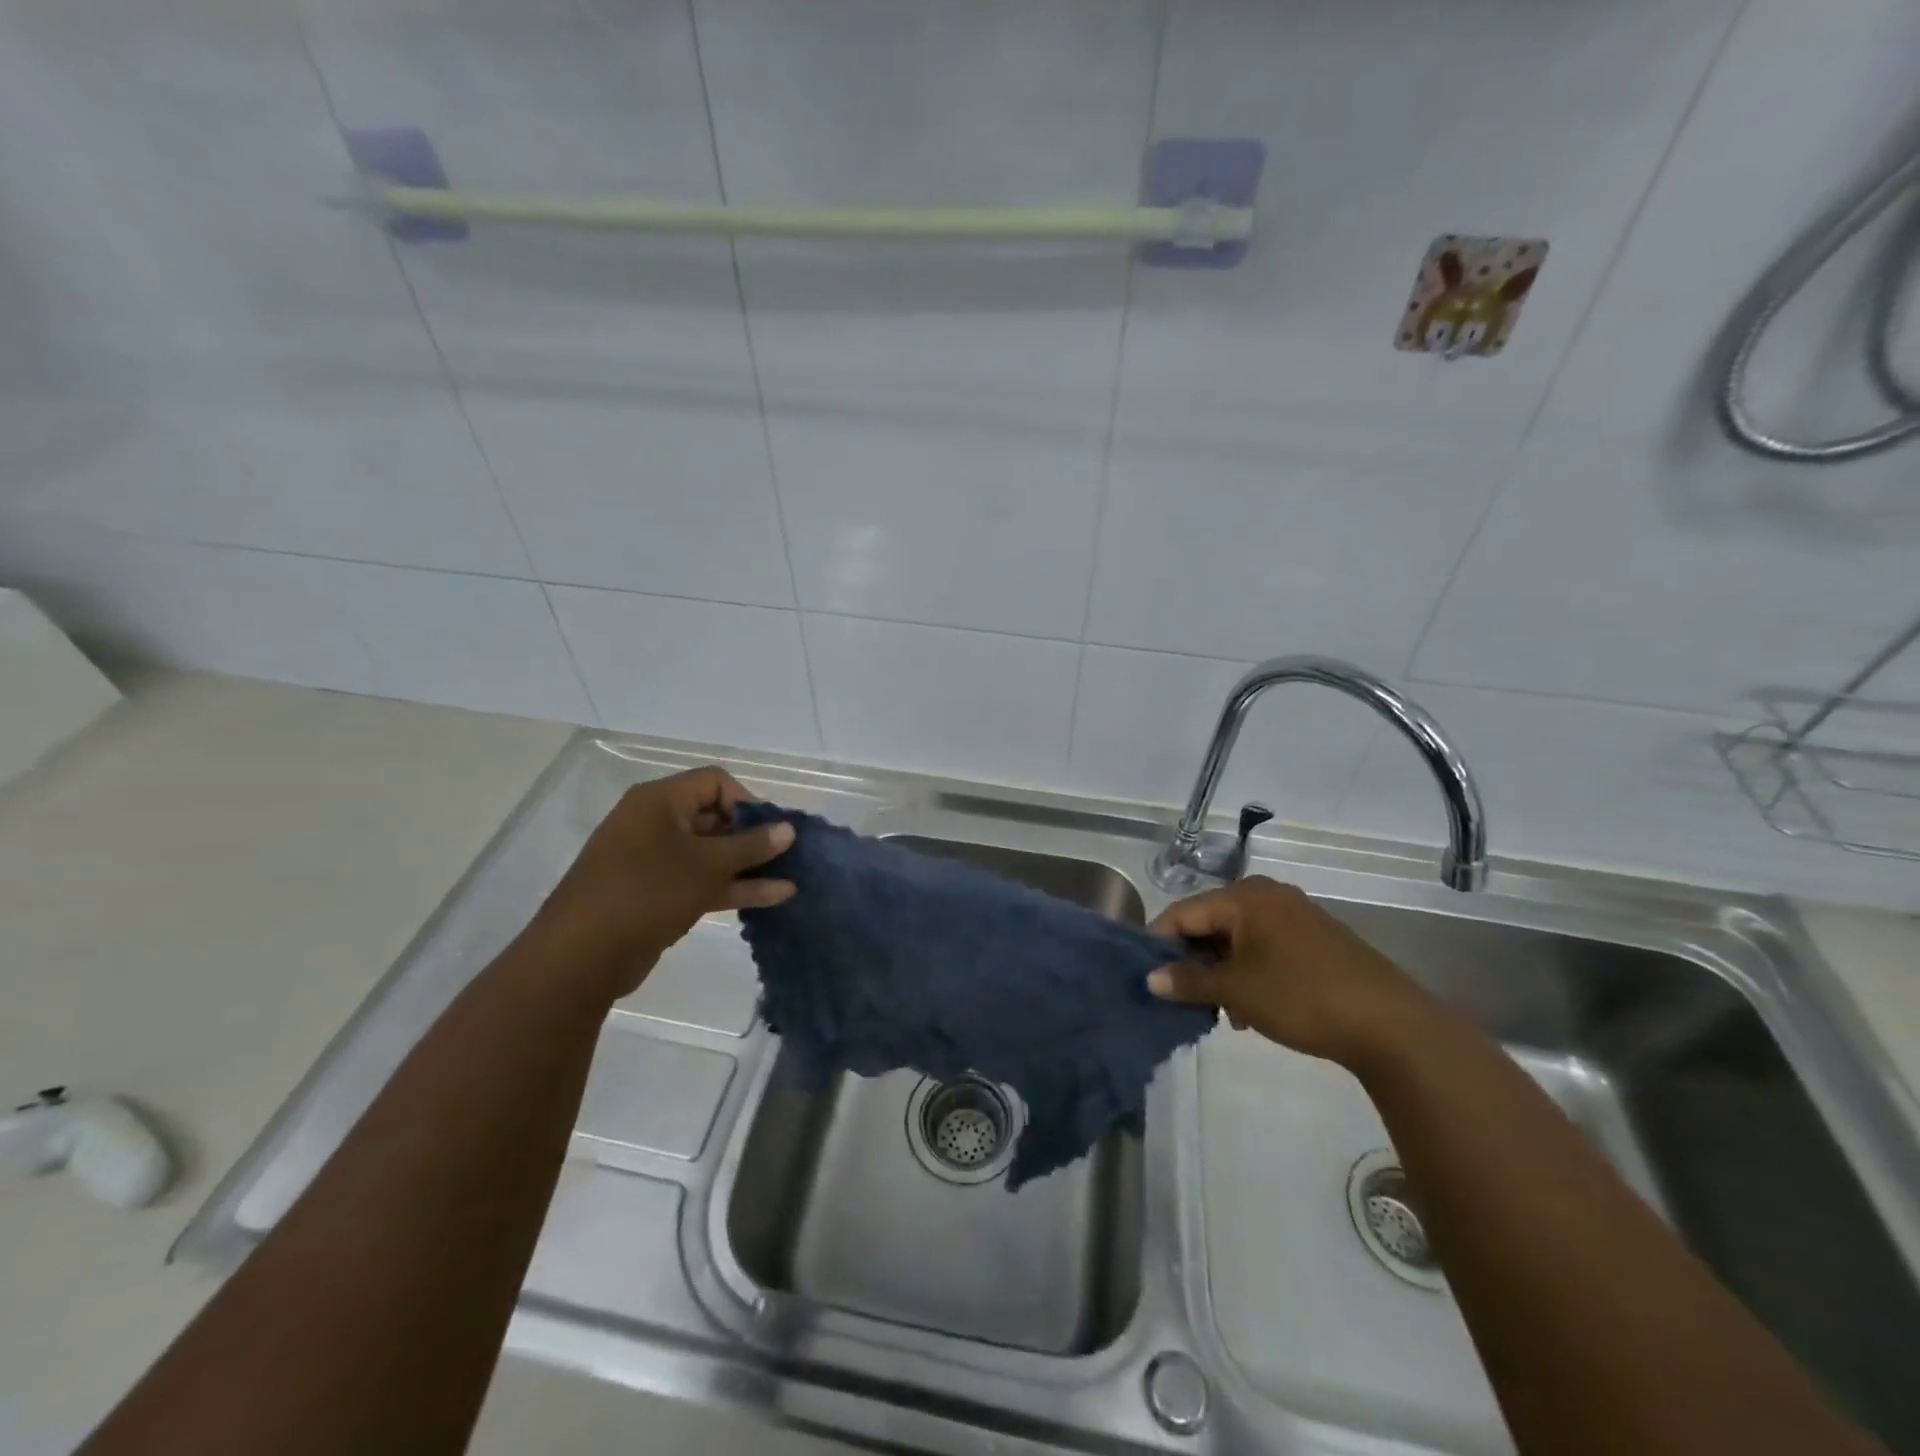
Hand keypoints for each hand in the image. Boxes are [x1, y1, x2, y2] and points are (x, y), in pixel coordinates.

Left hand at [528, 767, 795, 998]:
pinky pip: (700, 880)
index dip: (748, 801)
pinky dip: (731, 886)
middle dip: (753, 836)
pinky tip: (773, 898)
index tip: (772, 830)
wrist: (581, 956)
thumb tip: (788, 828)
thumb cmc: (647, 893)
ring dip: (748, 865)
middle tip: (787, 855)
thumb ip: (751, 846)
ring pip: (710, 853)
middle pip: (714, 817)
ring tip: (791, 876)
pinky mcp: (656, 893)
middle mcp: (655, 823)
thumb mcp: (707, 866)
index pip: (715, 782)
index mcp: (660, 801)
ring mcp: (654, 860)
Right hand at [1146, 876, 1433, 1066]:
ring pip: (1237, 938)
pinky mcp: (1314, 938)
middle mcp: (1267, 895)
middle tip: (1184, 997)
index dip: (1159, 942)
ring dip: (1222, 971)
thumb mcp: (1237, 991)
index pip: (1183, 913)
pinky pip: (1264, 946)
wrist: (1390, 1024)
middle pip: (1210, 923)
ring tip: (1222, 1011)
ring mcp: (1294, 914)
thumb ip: (1188, 981)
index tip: (1145, 974)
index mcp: (1244, 897)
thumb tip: (1151, 979)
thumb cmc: (1301, 996)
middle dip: (1194, 961)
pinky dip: (1249, 971)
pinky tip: (1252, 1008)